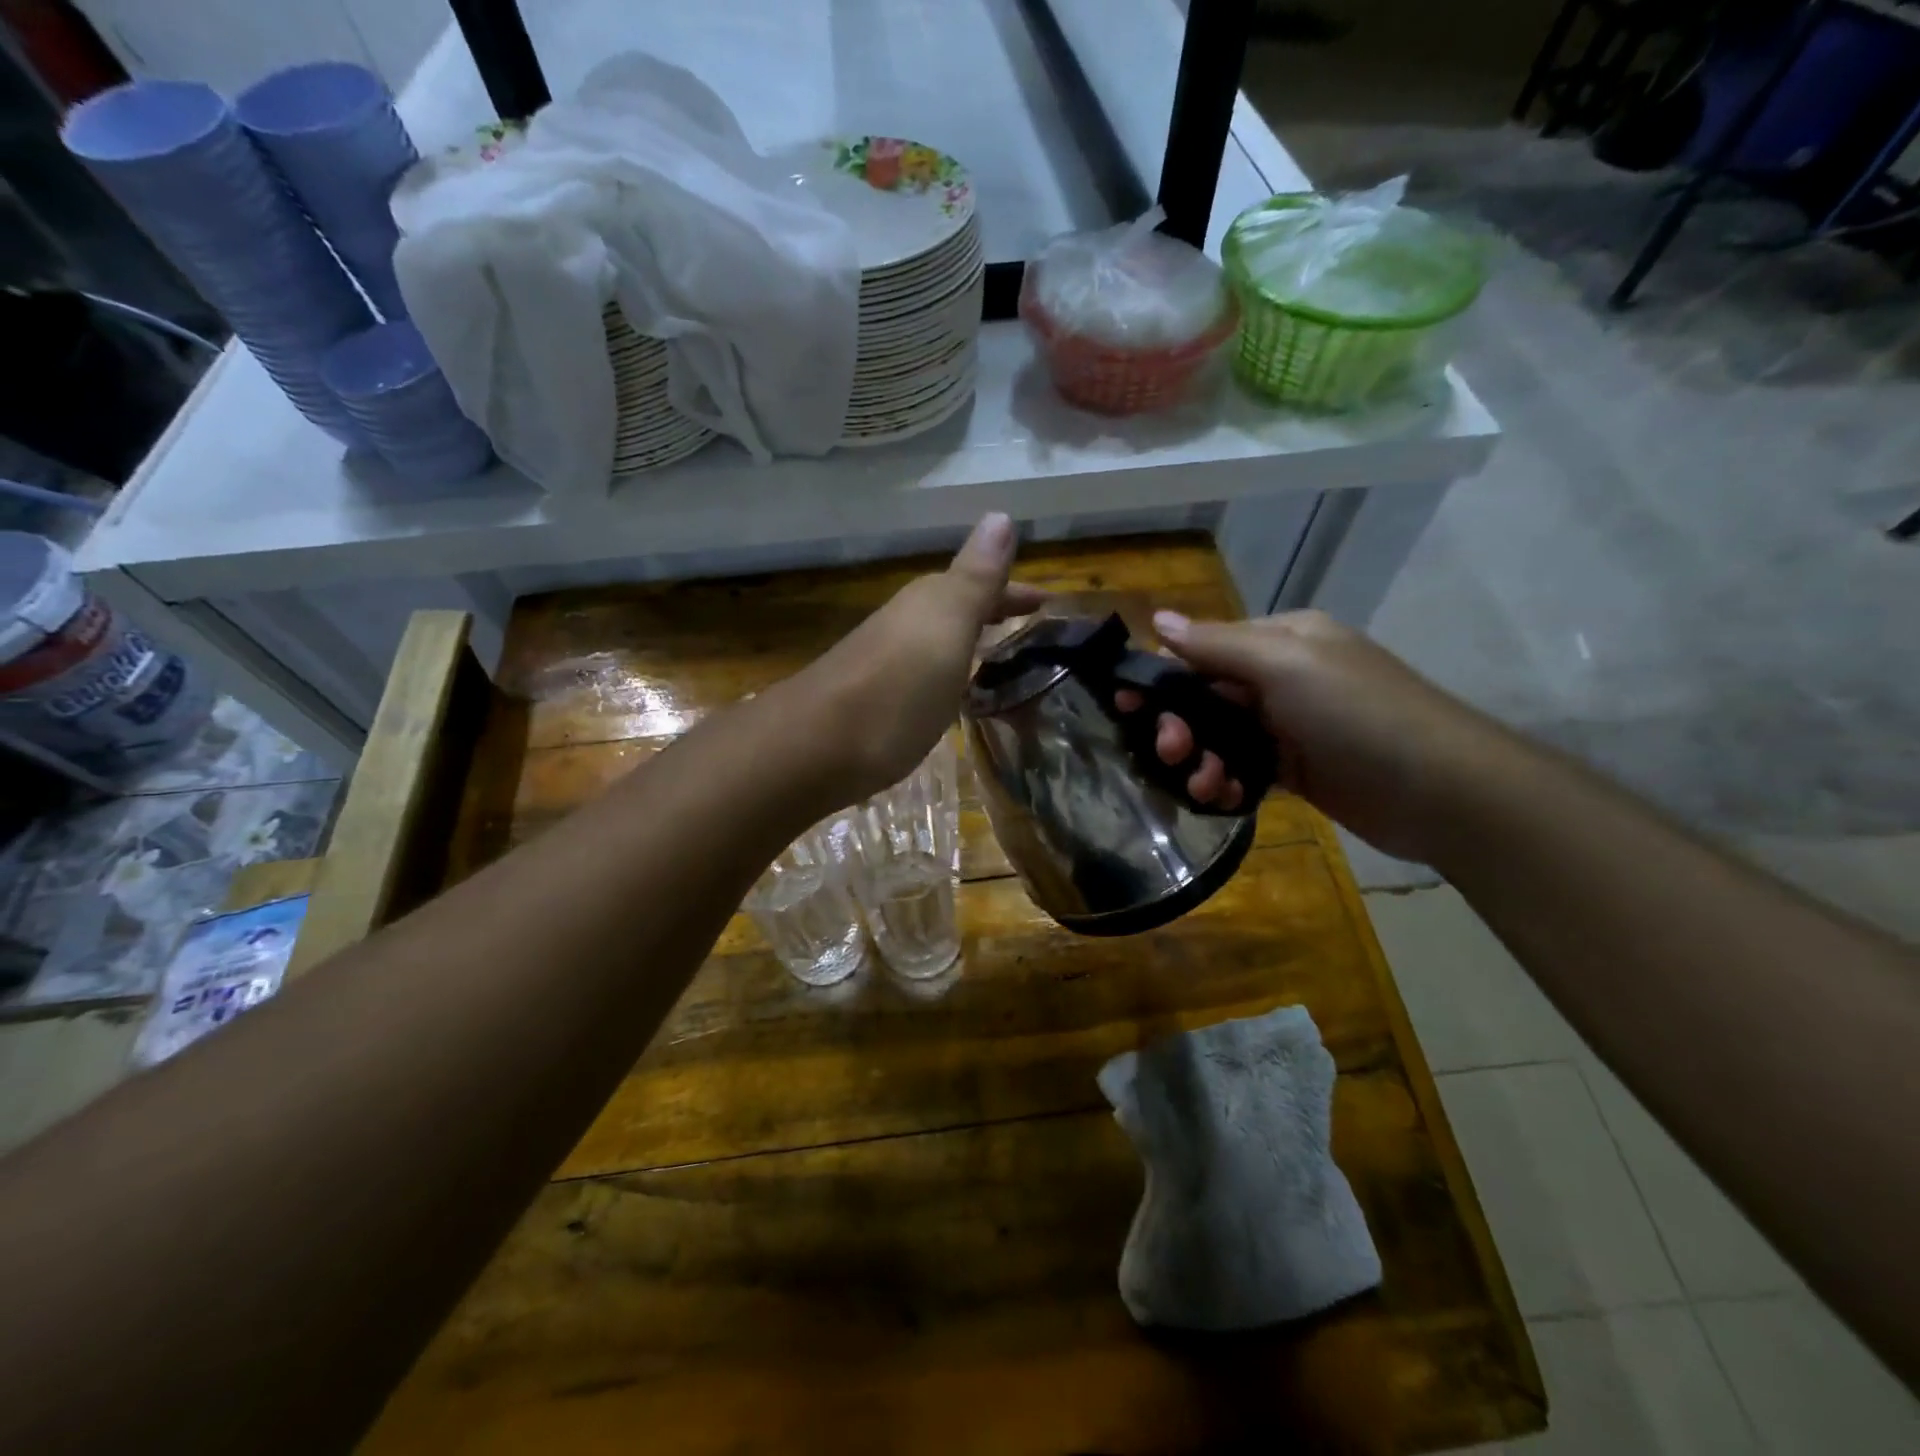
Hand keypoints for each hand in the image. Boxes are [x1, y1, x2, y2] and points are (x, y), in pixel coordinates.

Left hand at [794, 513, 1044, 804]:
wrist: (815, 747)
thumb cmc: (897, 687)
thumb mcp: (946, 626)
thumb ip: (975, 578)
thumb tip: (1000, 514)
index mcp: (927, 603)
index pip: (981, 584)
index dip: (1013, 591)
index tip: (1047, 602)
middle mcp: (903, 625)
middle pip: (955, 609)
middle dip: (991, 612)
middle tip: (1026, 626)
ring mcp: (884, 663)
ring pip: (936, 640)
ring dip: (967, 641)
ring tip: (996, 657)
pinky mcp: (873, 702)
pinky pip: (922, 674)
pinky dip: (944, 674)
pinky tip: (947, 695)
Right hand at [1125, 609, 1510, 861]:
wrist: (1441, 790)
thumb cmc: (1358, 713)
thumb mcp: (1284, 665)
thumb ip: (1216, 645)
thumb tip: (1157, 619)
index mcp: (1280, 641)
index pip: (1203, 650)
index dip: (1161, 677)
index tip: (1124, 705)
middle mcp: (1281, 678)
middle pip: (1205, 698)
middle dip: (1180, 725)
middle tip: (1170, 752)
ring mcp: (1289, 727)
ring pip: (1219, 738)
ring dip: (1201, 761)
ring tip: (1203, 786)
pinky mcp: (1296, 770)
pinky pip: (1242, 770)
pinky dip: (1226, 783)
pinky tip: (1222, 798)